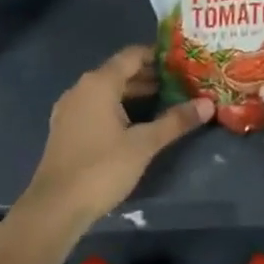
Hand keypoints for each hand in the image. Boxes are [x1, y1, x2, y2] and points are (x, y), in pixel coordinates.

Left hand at [20, 45, 213, 226]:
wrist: (55, 207)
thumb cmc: (102, 168)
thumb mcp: (144, 144)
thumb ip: (175, 121)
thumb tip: (208, 104)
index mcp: (99, 83)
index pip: (132, 55)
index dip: (158, 55)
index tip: (183, 61)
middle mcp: (82, 88)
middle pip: (120, 72)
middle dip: (150, 76)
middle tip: (181, 82)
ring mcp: (70, 109)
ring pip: (108, 91)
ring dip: (135, 93)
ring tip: (166, 101)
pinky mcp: (66, 128)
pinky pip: (97, 106)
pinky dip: (118, 107)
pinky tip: (137, 123)